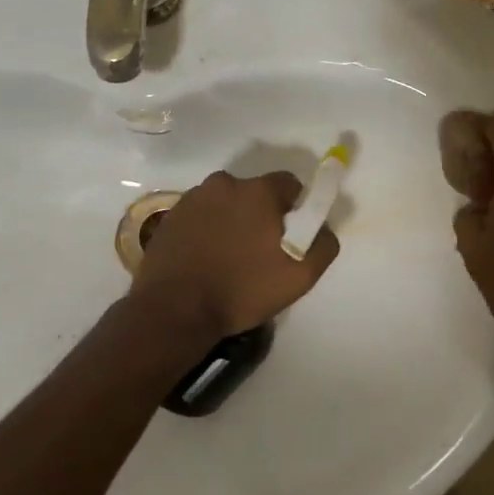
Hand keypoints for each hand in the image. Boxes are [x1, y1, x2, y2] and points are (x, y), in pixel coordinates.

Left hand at [132, 170, 339, 340]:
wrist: (174, 310)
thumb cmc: (242, 289)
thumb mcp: (300, 276)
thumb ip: (323, 244)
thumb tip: (322, 228)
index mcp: (257, 191)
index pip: (289, 185)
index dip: (296, 209)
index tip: (292, 236)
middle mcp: (224, 184)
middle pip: (254, 193)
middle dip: (262, 215)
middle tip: (262, 251)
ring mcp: (192, 199)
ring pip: (225, 204)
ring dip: (232, 222)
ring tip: (231, 259)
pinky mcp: (170, 217)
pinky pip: (200, 217)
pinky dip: (207, 232)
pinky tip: (206, 261)